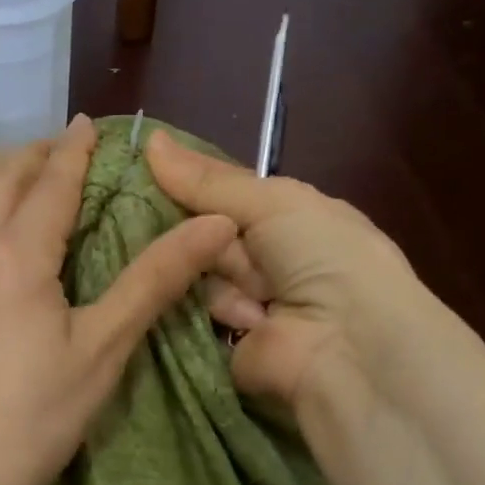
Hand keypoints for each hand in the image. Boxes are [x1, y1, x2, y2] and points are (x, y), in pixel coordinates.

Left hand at [0, 116, 236, 484]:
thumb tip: (215, 223)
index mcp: (17, 253)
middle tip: (56, 147)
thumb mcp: (105, 346)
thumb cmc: (38, 416)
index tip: (86, 126)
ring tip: (10, 172)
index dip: (73, 151)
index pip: (52, 184)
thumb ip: (156, 278)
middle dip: (32, 157)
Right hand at [145, 131, 424, 407]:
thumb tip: (150, 138)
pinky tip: (215, 306)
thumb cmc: (322, 256)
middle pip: (199, 232)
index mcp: (284, 218)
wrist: (346, 345)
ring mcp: (240, 302)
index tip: (138, 166)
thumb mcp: (273, 202)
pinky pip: (186, 313)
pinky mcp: (218, 341)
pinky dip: (193, 308)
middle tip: (169, 222)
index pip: (221, 193)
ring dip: (205, 272)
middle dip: (186, 227)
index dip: (184, 182)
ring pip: (190, 271)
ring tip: (237, 283)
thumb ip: (208, 180)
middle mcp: (262, 258)